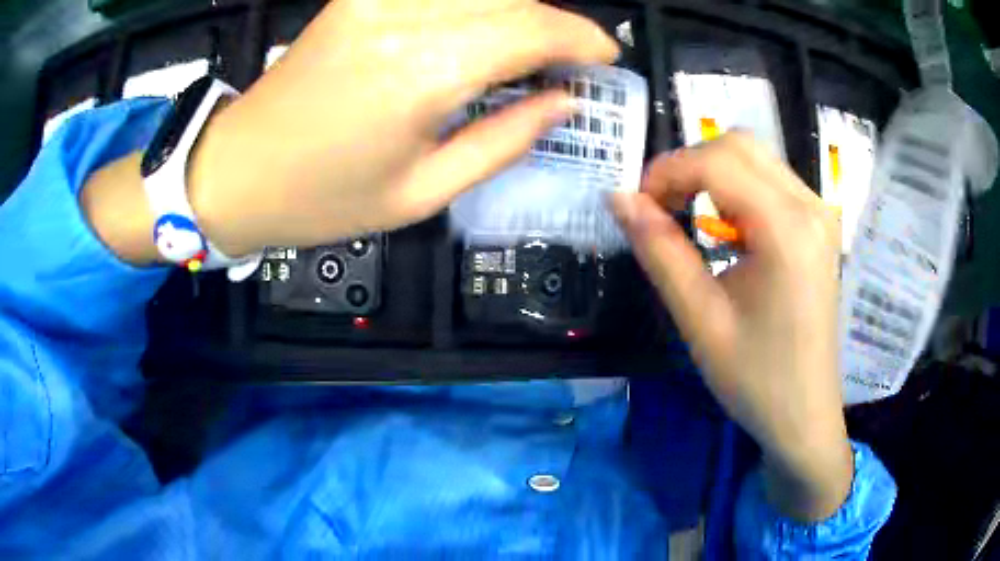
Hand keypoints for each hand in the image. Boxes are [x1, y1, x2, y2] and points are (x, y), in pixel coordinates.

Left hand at [189, 0, 618, 255]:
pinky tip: (481, 28)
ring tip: (529, 48)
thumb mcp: (423, 193)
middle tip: (571, 57)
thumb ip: (504, 141)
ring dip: (517, 9)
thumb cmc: (323, 199)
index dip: (582, 37)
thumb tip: (564, 103)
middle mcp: (401, 17)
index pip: (531, 28)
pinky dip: (475, 4)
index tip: (607, 55)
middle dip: (556, 22)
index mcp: (421, 73)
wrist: (238, 171)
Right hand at [611, 133, 851, 520]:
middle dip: (689, 164)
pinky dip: (736, 189)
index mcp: (788, 230)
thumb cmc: (756, 379)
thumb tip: (619, 199)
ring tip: (687, 218)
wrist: (805, 415)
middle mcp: (811, 206)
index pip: (717, 161)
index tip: (638, 204)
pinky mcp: (819, 226)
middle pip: (739, 144)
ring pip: (755, 157)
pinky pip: (771, 181)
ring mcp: (820, 213)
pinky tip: (726, 231)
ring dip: (712, 174)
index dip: (667, 171)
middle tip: (660, 207)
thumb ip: (660, 251)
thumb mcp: (700, 319)